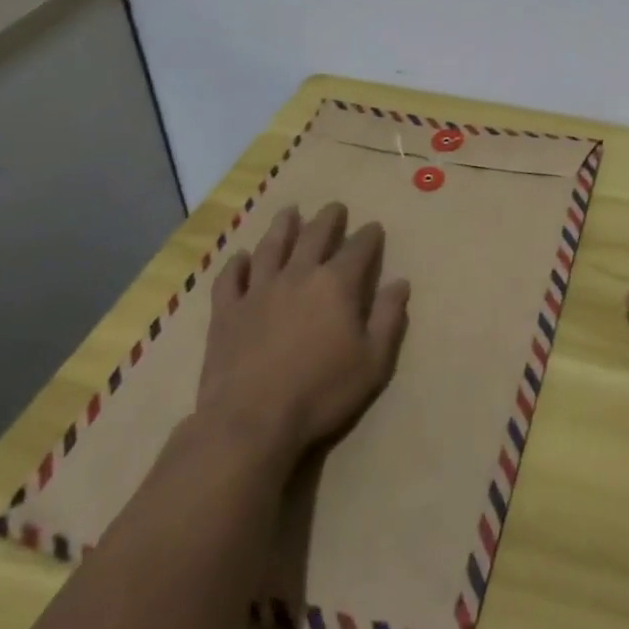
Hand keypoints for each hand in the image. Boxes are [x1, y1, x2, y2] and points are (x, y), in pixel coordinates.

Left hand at [196, 201, 410, 460]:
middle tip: (334, 207)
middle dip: (328, 218)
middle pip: (315, 235)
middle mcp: (299, 275)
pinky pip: (230, 279)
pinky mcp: (227, 311)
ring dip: (282, 226)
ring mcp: (259, 290)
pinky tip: (240, 257)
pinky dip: (235, 265)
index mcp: (337, 284)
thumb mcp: (372, 362)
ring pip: (272, 247)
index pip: (358, 248)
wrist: (250, 421)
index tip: (374, 227)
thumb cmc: (320, 393)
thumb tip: (401, 282)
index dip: (369, 235)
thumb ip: (388, 318)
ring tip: (289, 212)